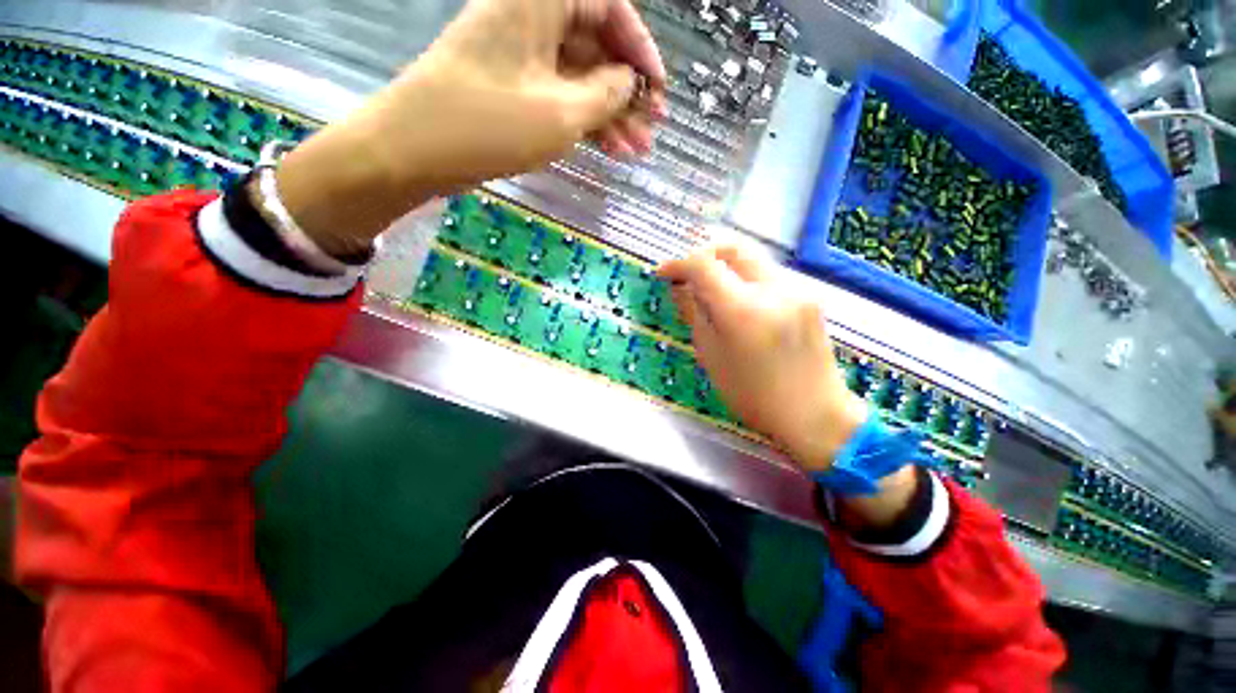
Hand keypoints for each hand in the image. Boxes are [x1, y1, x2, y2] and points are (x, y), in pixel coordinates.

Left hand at [276, 0, 666, 255]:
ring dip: (611, 115)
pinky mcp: (515, 88)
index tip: (658, 89)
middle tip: (652, 131)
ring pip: (581, 78)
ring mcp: (521, 57)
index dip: (640, 47)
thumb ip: (606, 94)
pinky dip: (586, 122)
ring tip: (636, 152)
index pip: (609, 6)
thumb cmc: (488, 126)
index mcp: (540, 1)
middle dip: (628, 91)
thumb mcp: (560, 113)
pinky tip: (609, 151)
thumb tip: (630, 82)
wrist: (414, 151)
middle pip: (596, 46)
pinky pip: (561, 97)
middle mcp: (532, 19)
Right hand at [660, 244, 919, 528]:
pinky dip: (747, 282)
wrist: (814, 414)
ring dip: (726, 269)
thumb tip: (680, 287)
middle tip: (689, 274)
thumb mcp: (711, 356)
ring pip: (752, 261)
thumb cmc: (752, 395)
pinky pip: (769, 277)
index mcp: (742, 311)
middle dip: (705, 254)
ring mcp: (797, 289)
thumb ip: (694, 313)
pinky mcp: (810, 296)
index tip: (664, 273)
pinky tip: (741, 306)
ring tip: (713, 294)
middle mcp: (773, 289)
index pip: (703, 265)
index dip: (678, 264)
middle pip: (733, 247)